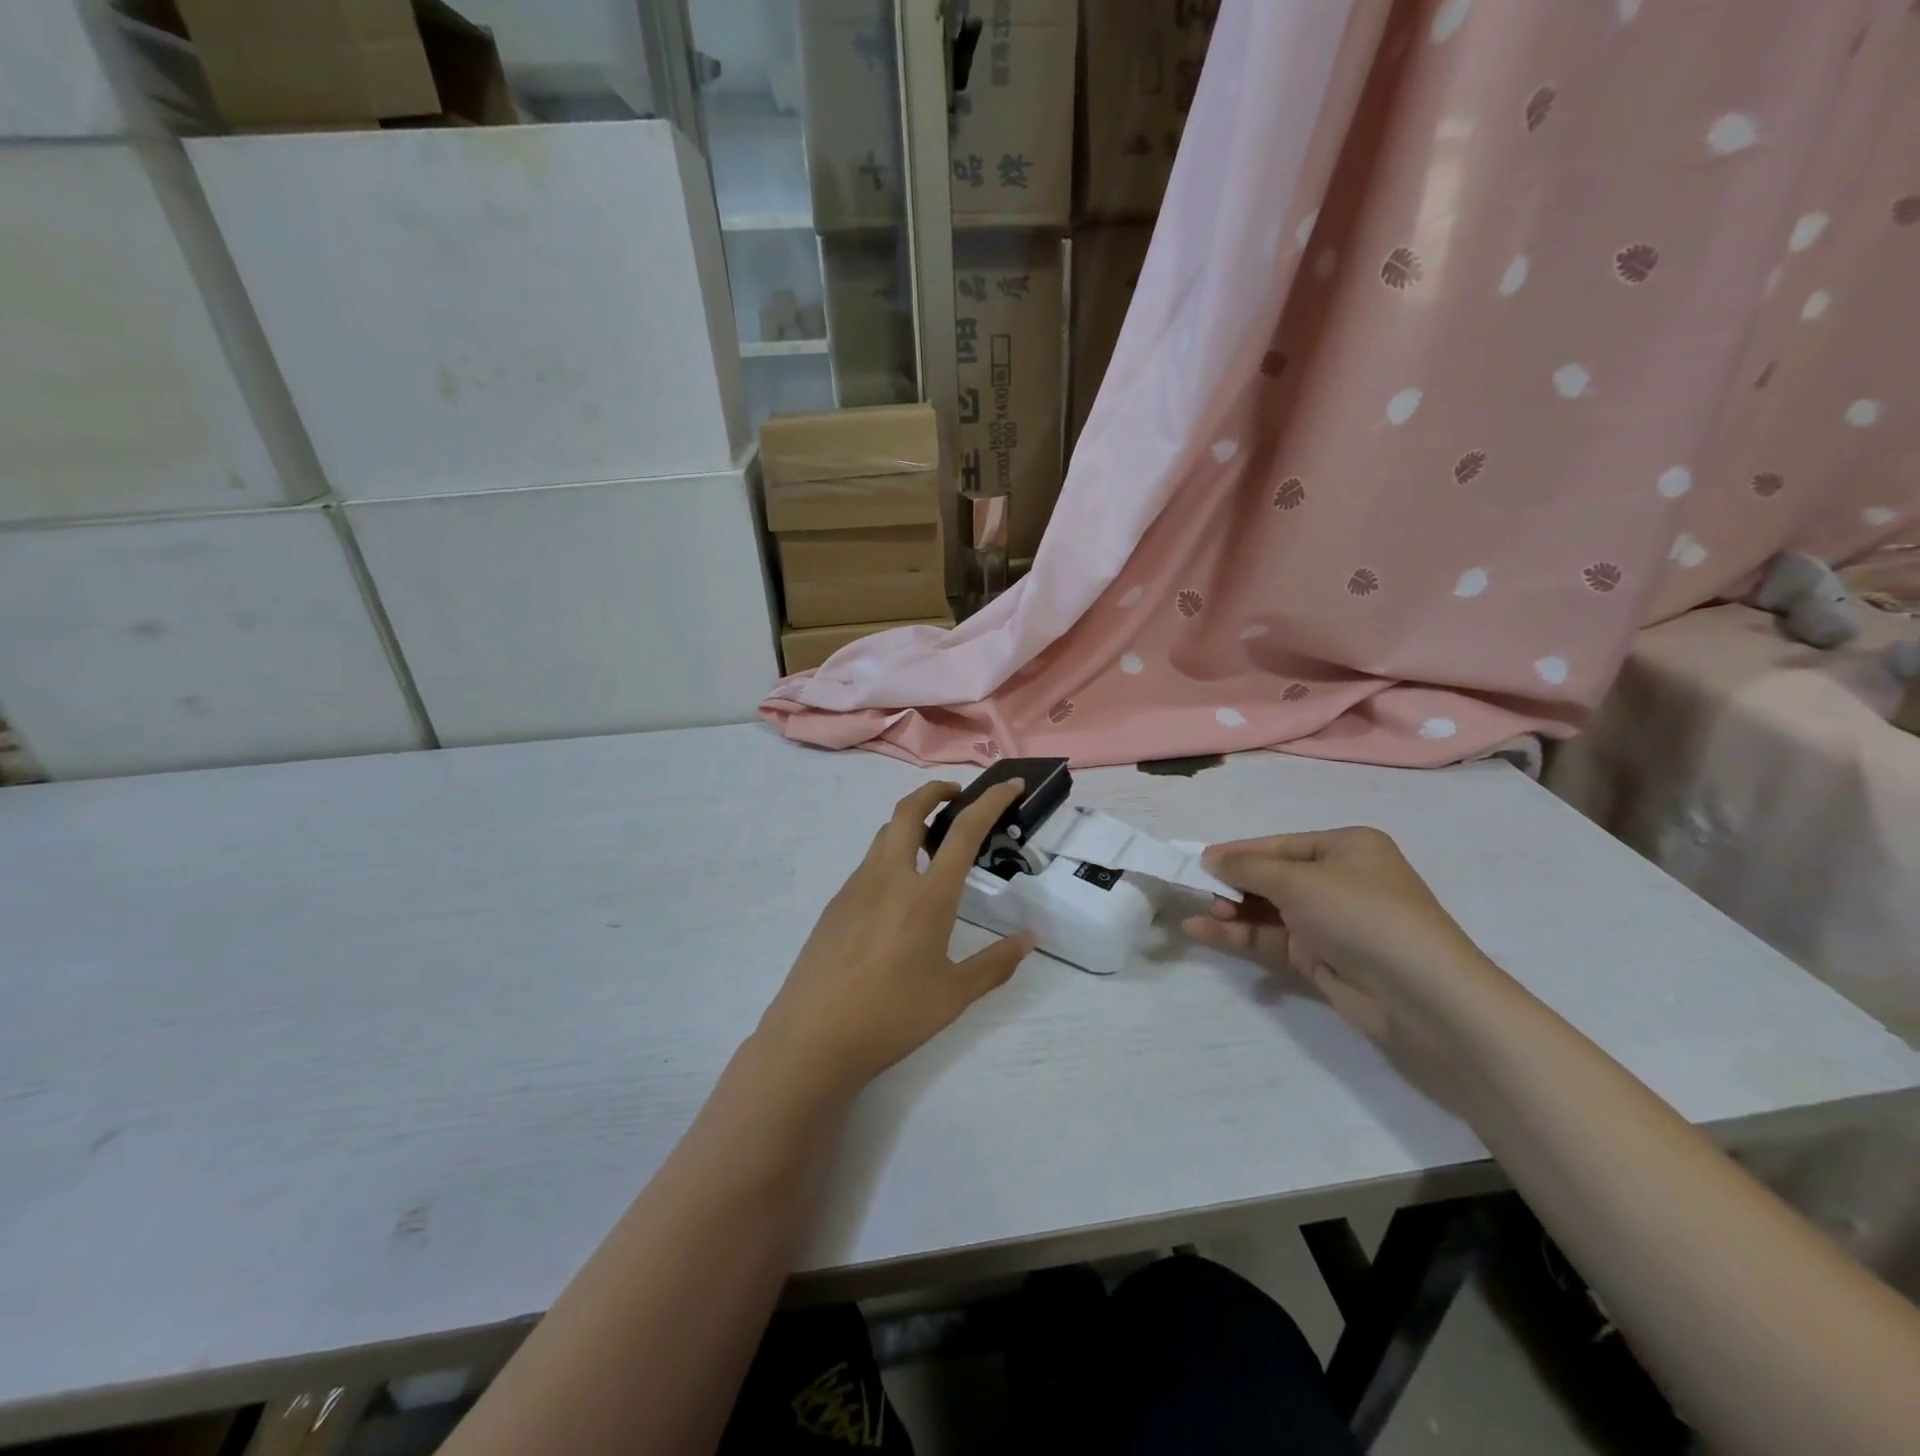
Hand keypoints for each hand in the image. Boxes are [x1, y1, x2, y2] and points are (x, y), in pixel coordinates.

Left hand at [753, 779, 1035, 1097]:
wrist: (812, 1038)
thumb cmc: (891, 1017)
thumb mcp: (953, 996)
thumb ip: (995, 964)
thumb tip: (1030, 939)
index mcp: (927, 896)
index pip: (964, 831)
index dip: (990, 801)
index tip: (1009, 785)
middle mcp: (890, 878)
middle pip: (909, 809)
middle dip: (936, 791)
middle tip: (958, 799)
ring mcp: (856, 887)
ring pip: (886, 834)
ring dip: (912, 823)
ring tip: (933, 848)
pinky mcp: (836, 903)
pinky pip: (869, 864)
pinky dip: (892, 856)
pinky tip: (900, 896)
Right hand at [1182, 827, 1510, 1057]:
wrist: (1422, 997)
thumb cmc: (1362, 916)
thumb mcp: (1299, 881)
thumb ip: (1249, 868)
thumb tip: (1211, 859)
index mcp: (1347, 847)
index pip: (1280, 845)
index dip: (1238, 852)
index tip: (1197, 860)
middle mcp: (1340, 881)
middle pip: (1273, 878)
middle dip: (1234, 885)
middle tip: (1195, 892)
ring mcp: (1331, 922)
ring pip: (1269, 911)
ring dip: (1232, 913)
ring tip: (1195, 916)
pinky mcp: (1323, 959)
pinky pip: (1273, 940)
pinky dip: (1241, 936)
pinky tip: (1204, 933)